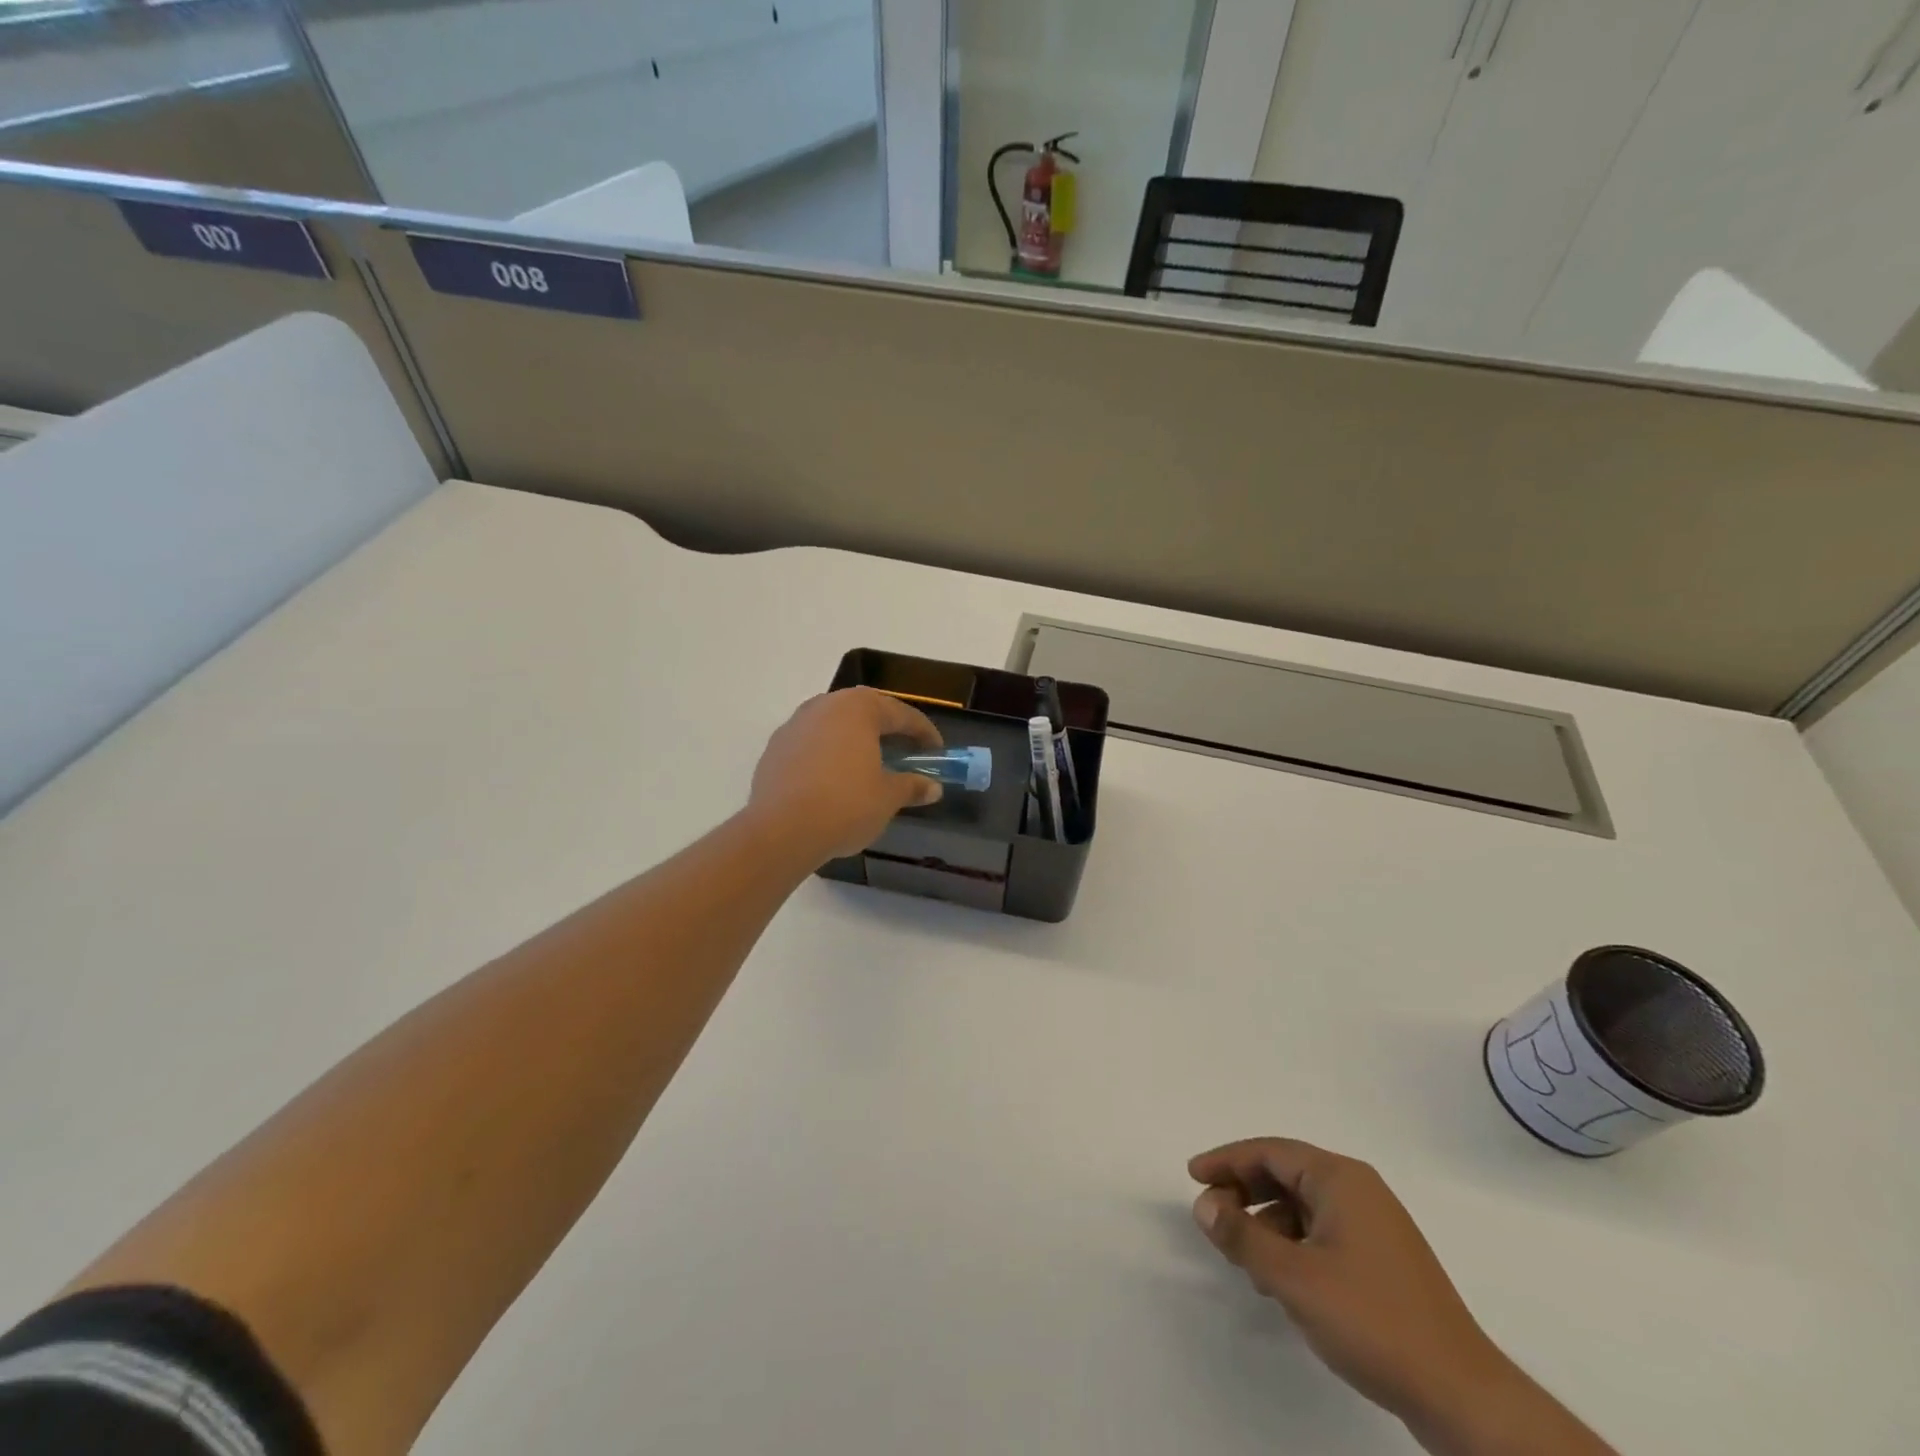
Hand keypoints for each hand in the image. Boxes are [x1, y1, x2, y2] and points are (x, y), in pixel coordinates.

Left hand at [749, 688, 943, 863]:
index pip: (900, 713)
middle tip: (905, 751)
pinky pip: (812, 743)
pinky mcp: (775, 748)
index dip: (923, 732)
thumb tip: (933, 787)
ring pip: (834, 725)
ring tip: (869, 763)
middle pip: (865, 711)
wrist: (780, 831)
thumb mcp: (887, 797)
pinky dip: (829, 754)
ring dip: (855, 739)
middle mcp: (824, 706)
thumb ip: (911, 786)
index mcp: (858, 708)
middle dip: (887, 729)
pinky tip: (835, 778)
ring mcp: (795, 725)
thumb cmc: (845, 805)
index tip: (936, 751)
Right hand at [1188, 1138, 1507, 1427]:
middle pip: (1286, 1174)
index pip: (1270, 1152)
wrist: (1462, 1396)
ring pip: (1303, 1207)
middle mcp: (1359, 1190)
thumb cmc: (1372, 1320)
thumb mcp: (1294, 1278)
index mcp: (1340, 1178)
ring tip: (1246, 1262)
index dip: (1226, 1160)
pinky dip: (1293, 1245)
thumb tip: (1205, 1204)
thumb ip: (1242, 1236)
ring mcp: (1375, 1226)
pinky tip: (1282, 1282)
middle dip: (1244, 1192)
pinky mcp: (1383, 1261)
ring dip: (1267, 1224)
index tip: (1192, 1176)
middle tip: (1213, 1217)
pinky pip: (1322, 1232)